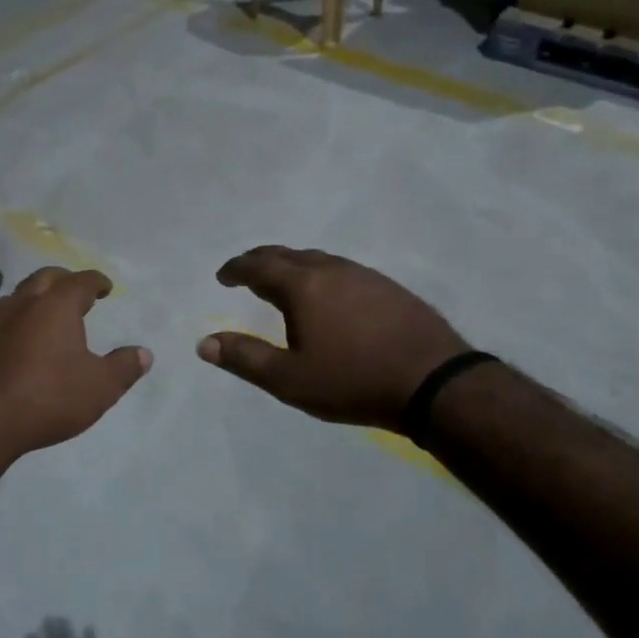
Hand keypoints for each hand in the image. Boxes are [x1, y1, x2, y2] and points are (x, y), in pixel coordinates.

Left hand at [0, 267, 151, 465]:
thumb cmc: (47, 398)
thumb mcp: (99, 388)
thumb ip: (124, 367)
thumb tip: (144, 353)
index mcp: (56, 306)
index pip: (81, 281)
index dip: (96, 281)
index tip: (105, 287)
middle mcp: (21, 304)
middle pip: (44, 278)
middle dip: (63, 280)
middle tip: (75, 291)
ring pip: (15, 298)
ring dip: (33, 300)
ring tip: (44, 316)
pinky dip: (11, 327)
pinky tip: (15, 347)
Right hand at [197, 246, 469, 430]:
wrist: (434, 383)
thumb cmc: (353, 381)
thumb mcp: (290, 379)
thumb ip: (245, 358)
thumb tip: (204, 343)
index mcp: (303, 285)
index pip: (259, 265)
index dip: (236, 269)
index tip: (223, 276)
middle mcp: (331, 269)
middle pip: (287, 254)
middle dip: (261, 260)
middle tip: (246, 272)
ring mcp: (364, 275)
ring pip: (318, 258)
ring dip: (292, 265)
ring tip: (283, 282)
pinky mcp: (389, 287)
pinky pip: (342, 270)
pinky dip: (320, 274)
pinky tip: (328, 295)